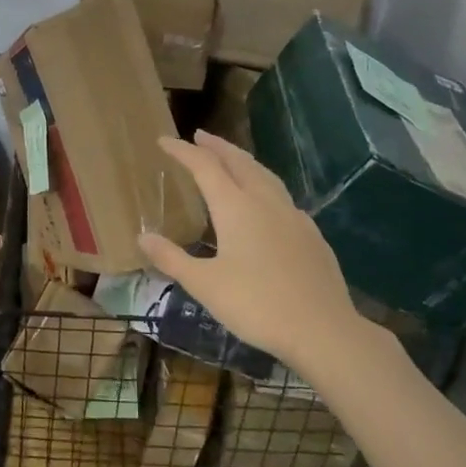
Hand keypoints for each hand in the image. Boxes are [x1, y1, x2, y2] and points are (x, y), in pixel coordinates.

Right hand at [137, 131, 392, 375]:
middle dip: (217, 147)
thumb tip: (142, 237)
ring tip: (231, 159)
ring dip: (243, 161)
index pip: (204, 167)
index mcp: (236, 207)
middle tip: (199, 137)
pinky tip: (266, 202)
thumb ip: (172, 258)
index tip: (163, 140)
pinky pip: (282, 197)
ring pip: (265, 175)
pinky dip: (265, 185)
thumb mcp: (204, 285)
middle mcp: (265, 202)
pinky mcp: (311, 234)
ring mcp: (293, 216)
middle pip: (239, 162)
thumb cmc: (256, 305)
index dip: (182, 151)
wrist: (323, 329)